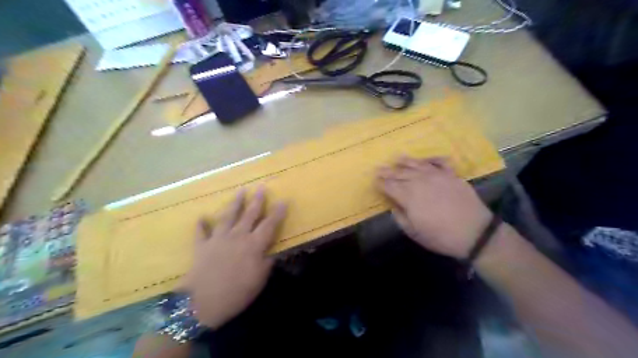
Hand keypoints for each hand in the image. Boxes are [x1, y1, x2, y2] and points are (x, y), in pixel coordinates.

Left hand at [181, 189, 287, 327]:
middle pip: (249, 214)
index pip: (269, 224)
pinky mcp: (202, 246)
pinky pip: (201, 232)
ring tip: (240, 191)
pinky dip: (201, 225)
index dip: (277, 212)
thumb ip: (267, 262)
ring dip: (235, 203)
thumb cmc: (237, 293)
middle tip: (261, 187)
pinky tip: (202, 217)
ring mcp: (218, 239)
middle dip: (257, 200)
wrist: (203, 303)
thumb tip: (271, 252)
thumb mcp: (260, 279)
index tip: (283, 201)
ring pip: (228, 216)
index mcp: (253, 244)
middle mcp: (237, 236)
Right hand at [377, 155, 491, 258]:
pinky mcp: (451, 175)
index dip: (381, 183)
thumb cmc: (440, 236)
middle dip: (388, 171)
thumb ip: (400, 217)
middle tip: (379, 168)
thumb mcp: (414, 232)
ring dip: (405, 161)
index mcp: (408, 196)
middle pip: (400, 173)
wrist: (475, 232)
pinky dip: (432, 159)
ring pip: (417, 165)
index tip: (374, 181)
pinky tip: (426, 159)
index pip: (390, 186)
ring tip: (397, 158)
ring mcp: (437, 176)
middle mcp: (420, 181)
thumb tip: (394, 205)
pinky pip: (440, 162)